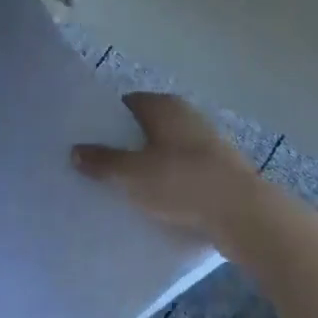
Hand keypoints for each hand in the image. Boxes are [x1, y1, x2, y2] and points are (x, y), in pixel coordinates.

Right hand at [73, 92, 272, 255]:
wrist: (242, 213)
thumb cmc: (182, 182)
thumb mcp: (132, 174)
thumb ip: (103, 161)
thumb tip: (75, 150)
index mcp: (165, 106)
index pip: (128, 104)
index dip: (106, 121)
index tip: (89, 141)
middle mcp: (187, 116)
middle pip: (147, 127)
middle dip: (126, 144)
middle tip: (101, 167)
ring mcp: (208, 142)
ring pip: (167, 150)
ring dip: (150, 165)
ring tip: (125, 188)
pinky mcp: (220, 170)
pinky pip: (185, 171)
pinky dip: (171, 181)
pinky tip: (158, 202)